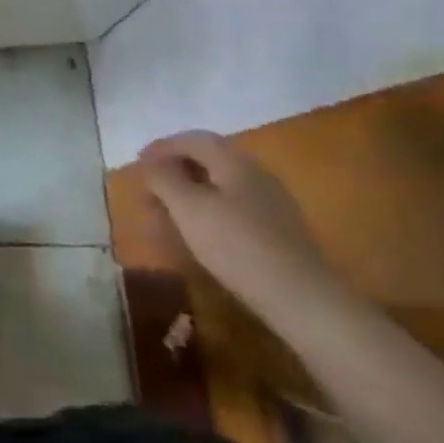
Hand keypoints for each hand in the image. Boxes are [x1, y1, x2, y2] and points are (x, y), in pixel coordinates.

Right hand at [138, 131, 333, 316]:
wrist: (305, 302)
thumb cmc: (238, 246)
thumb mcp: (189, 208)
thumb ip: (164, 179)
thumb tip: (151, 164)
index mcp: (234, 160)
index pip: (191, 139)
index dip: (161, 147)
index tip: (138, 163)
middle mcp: (254, 174)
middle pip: (205, 162)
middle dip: (173, 175)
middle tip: (150, 195)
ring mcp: (270, 204)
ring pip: (218, 189)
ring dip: (188, 198)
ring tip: (167, 220)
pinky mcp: (278, 233)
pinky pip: (232, 211)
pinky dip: (207, 216)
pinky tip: (199, 240)